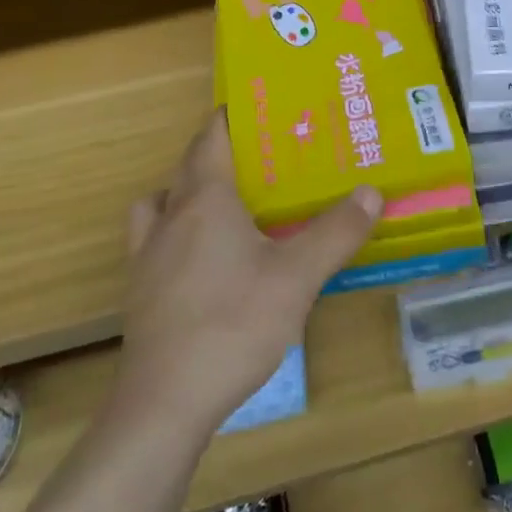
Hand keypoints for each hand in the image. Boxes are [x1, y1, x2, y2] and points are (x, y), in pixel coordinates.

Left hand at [115, 111, 380, 433]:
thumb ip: (336, 231)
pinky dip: (177, 232)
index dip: (235, 116)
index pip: (213, 135)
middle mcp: (171, 214)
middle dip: (225, 152)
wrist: (165, 401)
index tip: (268, 110)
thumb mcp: (298, 277)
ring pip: (165, 200)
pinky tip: (205, 260)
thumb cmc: (233, 324)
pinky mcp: (140, 288)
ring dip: (191, 190)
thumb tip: (371, 190)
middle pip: (191, 164)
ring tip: (230, 204)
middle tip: (269, 156)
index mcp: (205, 198)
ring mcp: (148, 253)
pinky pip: (156, 239)